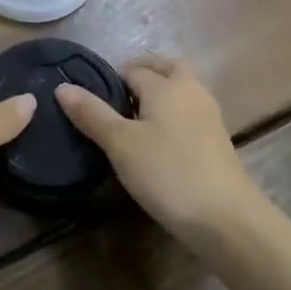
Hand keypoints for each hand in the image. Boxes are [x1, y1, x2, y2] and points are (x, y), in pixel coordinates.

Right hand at [57, 56, 254, 246]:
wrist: (228, 220)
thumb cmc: (168, 173)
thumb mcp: (120, 144)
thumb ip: (91, 113)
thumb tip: (62, 86)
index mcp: (166, 84)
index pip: (132, 70)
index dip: (109, 80)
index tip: (90, 100)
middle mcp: (190, 91)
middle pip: (165, 68)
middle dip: (142, 74)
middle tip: (116, 98)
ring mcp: (209, 116)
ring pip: (180, 90)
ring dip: (159, 95)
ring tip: (133, 120)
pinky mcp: (218, 141)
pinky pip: (189, 113)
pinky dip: (173, 116)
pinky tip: (159, 142)